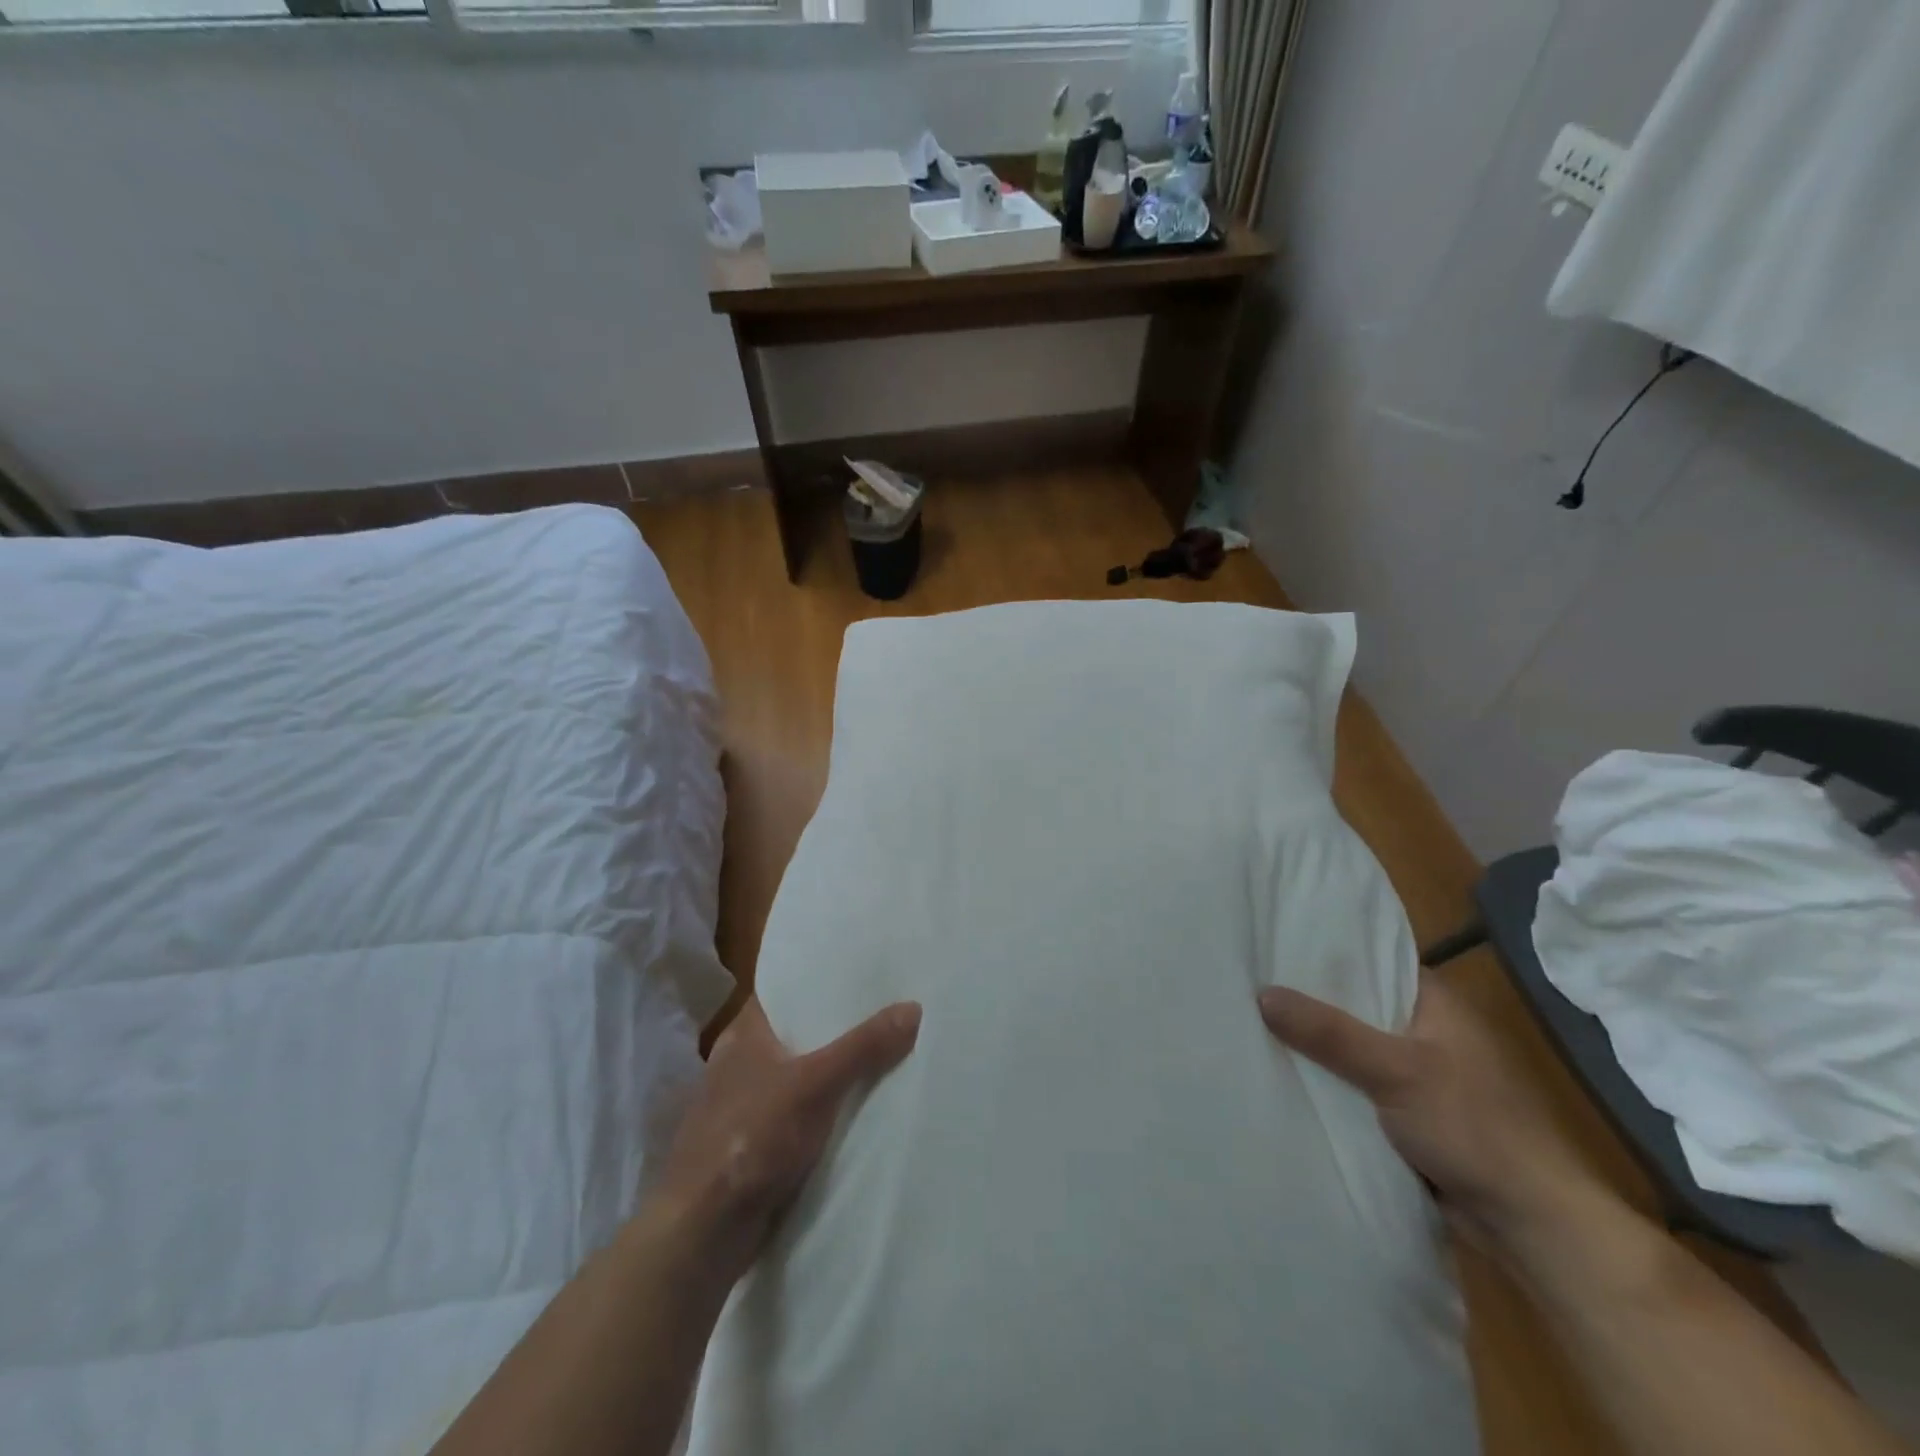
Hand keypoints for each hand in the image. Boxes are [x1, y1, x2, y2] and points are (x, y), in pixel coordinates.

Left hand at [653, 996, 921, 1287]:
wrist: (703, 1233)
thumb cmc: (752, 1140)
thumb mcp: (816, 1085)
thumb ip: (863, 1047)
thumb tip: (913, 1007)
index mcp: (744, 1034)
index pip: (786, 991)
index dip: (822, 981)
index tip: (864, 974)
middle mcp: (740, 1061)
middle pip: (798, 1033)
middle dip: (838, 1028)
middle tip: (888, 1012)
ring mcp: (743, 1104)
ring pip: (799, 1074)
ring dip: (832, 1071)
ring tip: (883, 1054)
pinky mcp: (752, 1143)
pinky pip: (798, 1112)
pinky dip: (823, 1108)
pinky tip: (857, 1108)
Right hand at [1258, 975, 1604, 1252]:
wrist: (1532, 1224)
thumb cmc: (1474, 1129)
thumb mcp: (1396, 1071)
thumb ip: (1329, 1033)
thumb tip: (1261, 993)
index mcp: (1435, 1002)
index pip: (1371, 957)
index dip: (1322, 950)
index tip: (1270, 942)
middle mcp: (1425, 1029)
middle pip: (1355, 1003)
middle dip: (1308, 999)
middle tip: (1246, 981)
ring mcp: (1417, 1072)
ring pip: (1352, 1046)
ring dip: (1315, 1043)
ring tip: (1250, 1020)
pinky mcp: (1408, 1111)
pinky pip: (1355, 1083)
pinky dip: (1327, 1080)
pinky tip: (1283, 1071)